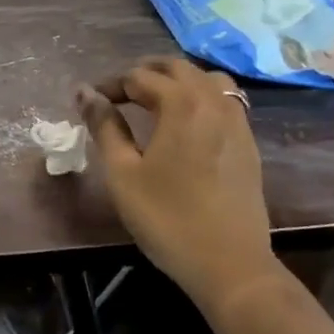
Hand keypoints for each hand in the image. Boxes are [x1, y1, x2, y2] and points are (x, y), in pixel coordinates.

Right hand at [76, 57, 276, 305]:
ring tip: (154, 100)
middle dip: (144, 73)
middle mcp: (213, 102)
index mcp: (181, 104)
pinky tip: (187, 122)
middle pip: (177, 68)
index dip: (110, 85)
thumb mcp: (122, 173)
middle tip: (118, 94)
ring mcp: (237, 121)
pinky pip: (225, 100)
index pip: (139, 77)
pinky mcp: (248, 143)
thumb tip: (84, 92)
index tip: (91, 102)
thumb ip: (104, 126)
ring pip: (207, 79)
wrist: (230, 266)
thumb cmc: (167, 218)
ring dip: (178, 80)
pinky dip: (201, 96)